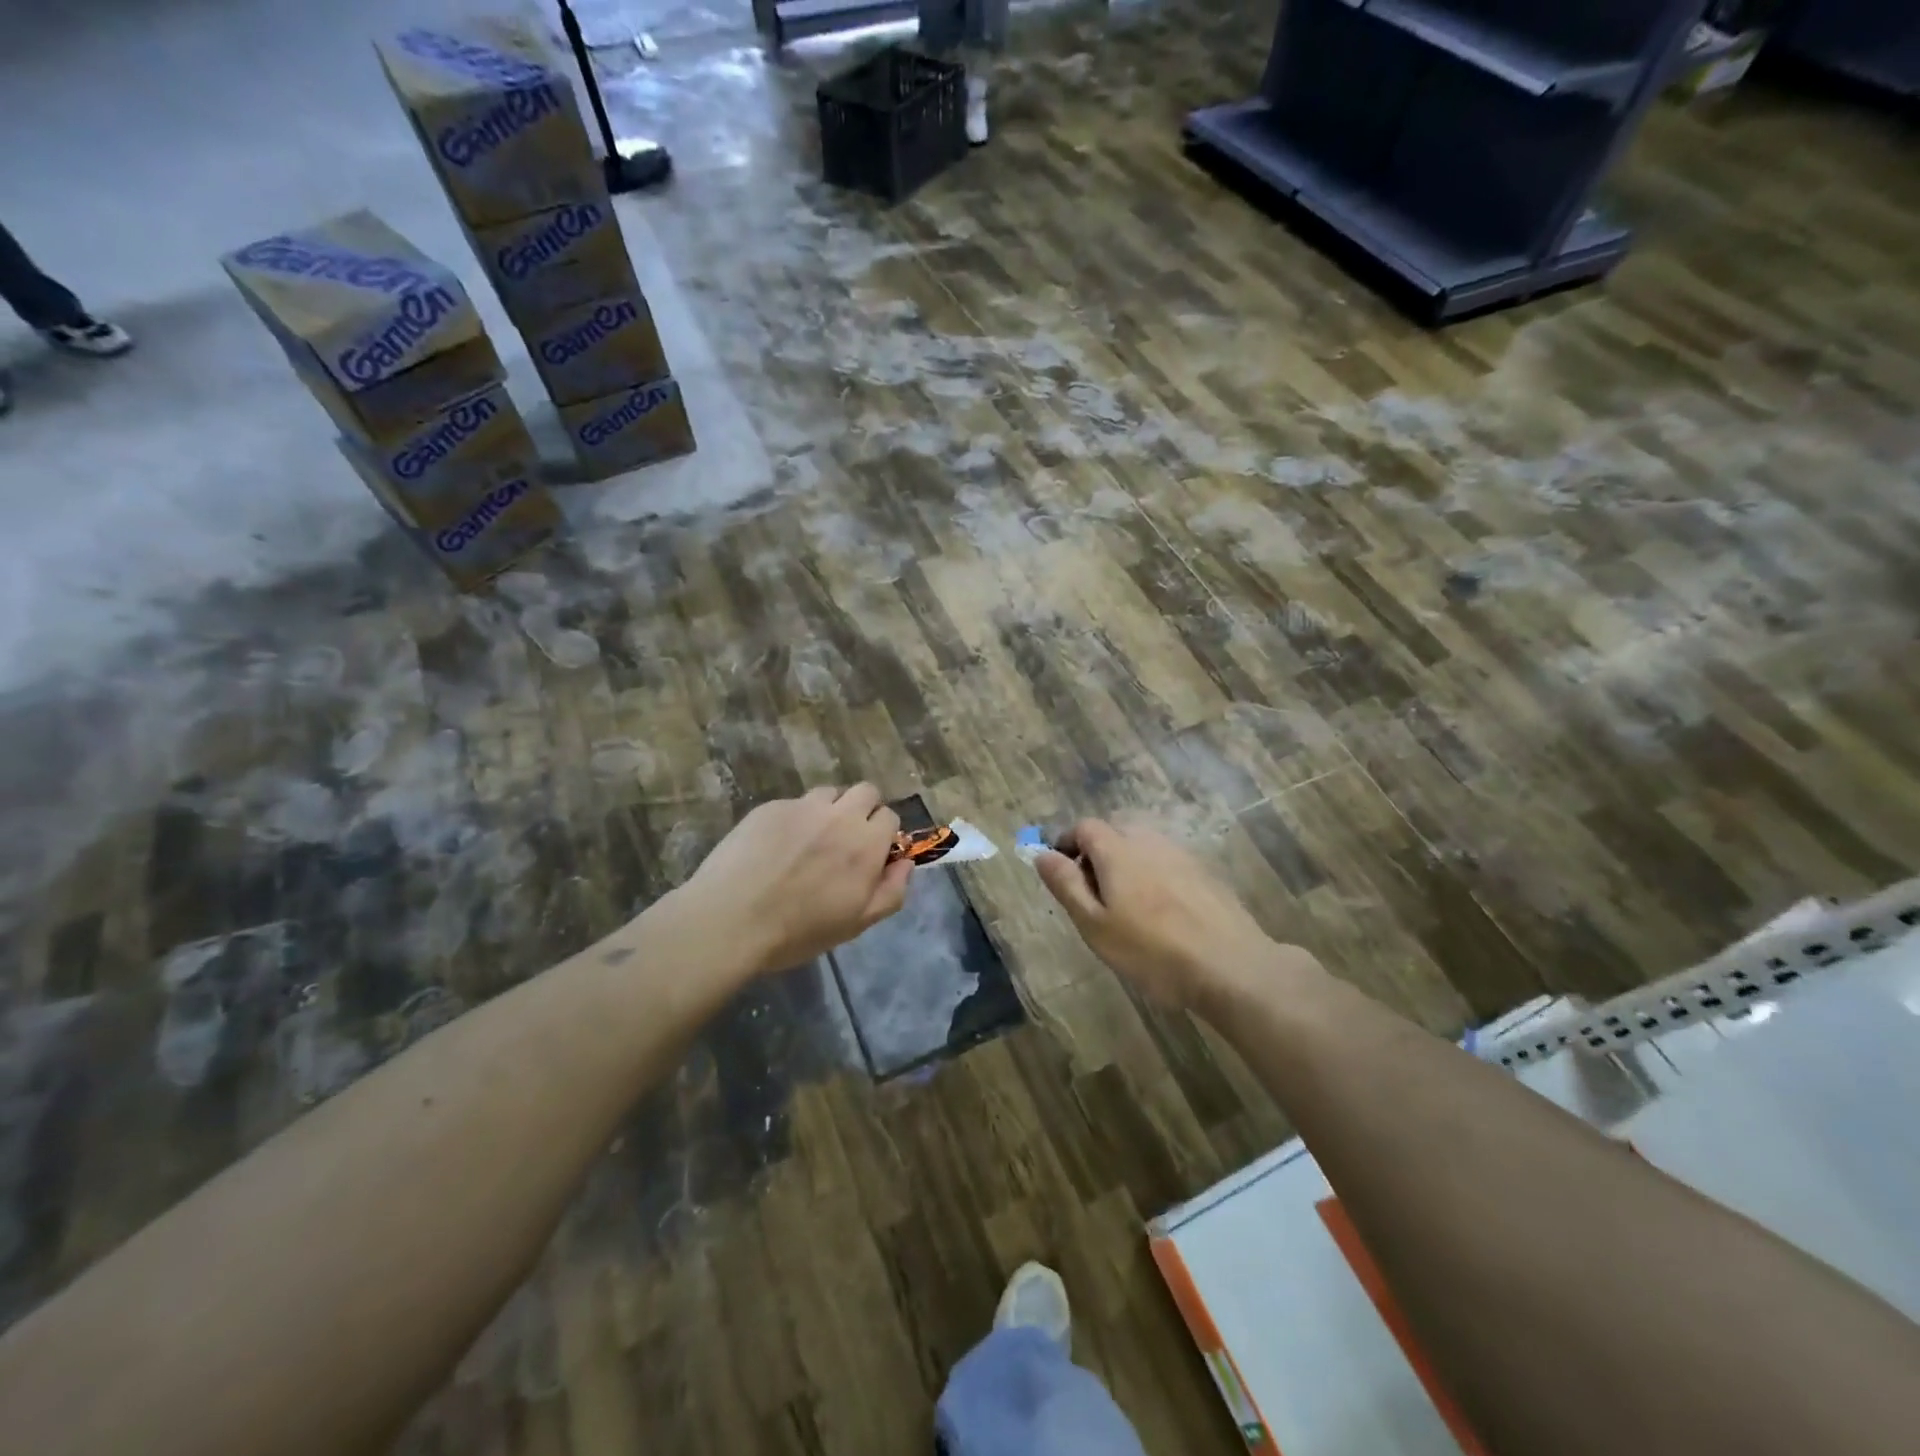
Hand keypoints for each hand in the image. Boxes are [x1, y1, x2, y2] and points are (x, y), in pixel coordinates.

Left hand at [672, 784, 912, 976]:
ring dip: (830, 809)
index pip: (890, 817)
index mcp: (866, 845)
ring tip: (810, 839)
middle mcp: (839, 816)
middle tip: (846, 839)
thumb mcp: (856, 924)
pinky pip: (794, 804)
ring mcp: (802, 807)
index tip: (871, 854)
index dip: (883, 834)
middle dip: (864, 809)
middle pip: (866, 791)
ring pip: (830, 793)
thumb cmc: (798, 931)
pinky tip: (776, 846)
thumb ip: (891, 891)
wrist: (730, 919)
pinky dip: (795, 818)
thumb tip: (906, 863)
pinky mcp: (770, 807)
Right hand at [1035, 819, 1284, 1009]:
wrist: (1230, 966)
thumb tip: (1041, 854)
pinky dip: (1152, 875)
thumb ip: (1066, 885)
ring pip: (1143, 846)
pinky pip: (1166, 862)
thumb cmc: (1151, 949)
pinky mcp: (1205, 873)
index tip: (1061, 872)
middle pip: (1115, 830)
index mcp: (1117, 849)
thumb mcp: (1094, 924)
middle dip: (1096, 852)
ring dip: (1126, 863)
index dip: (1067, 843)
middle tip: (1092, 893)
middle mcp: (1149, 841)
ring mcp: (1181, 854)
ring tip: (1125, 906)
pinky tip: (1160, 912)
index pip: (1085, 827)